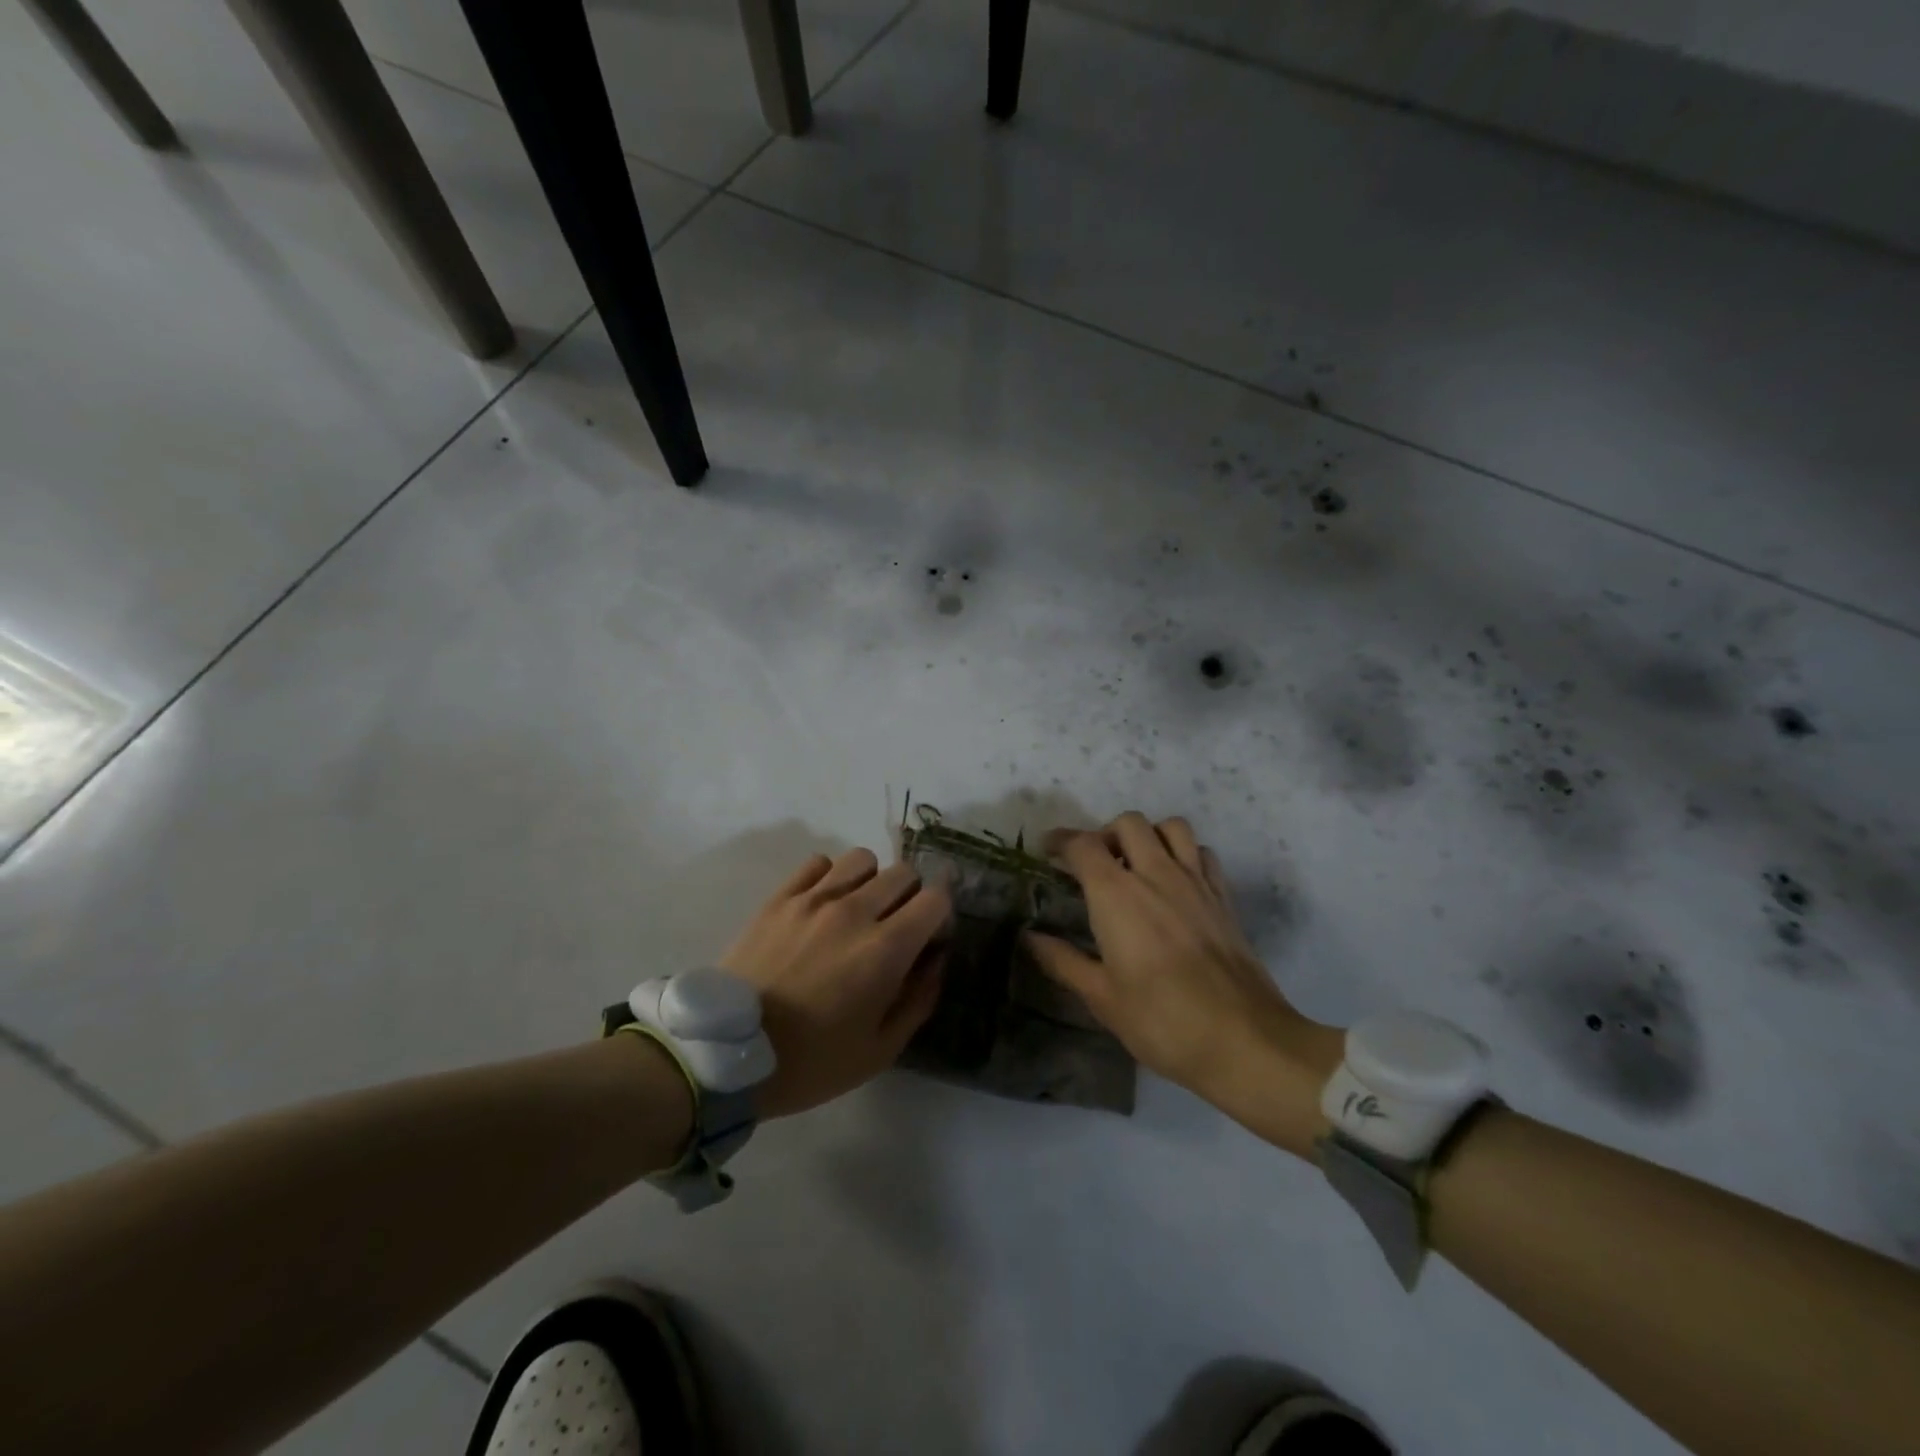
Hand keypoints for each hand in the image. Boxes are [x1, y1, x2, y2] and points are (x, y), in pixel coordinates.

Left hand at [720, 848, 949, 1117]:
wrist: (727, 1056)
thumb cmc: (811, 1062)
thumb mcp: (879, 1050)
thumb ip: (919, 1000)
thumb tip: (936, 960)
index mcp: (885, 950)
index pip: (936, 899)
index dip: (940, 916)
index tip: (929, 939)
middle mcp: (854, 912)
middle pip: (904, 873)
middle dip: (911, 897)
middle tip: (895, 928)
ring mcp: (813, 900)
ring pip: (862, 859)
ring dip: (871, 881)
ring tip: (858, 911)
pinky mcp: (780, 898)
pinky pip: (818, 863)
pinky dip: (830, 877)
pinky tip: (822, 905)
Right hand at [1025, 812, 1342, 1156]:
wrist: (1243, 1039)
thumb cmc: (1161, 1020)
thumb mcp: (1101, 997)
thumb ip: (1062, 961)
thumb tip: (1029, 937)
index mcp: (1117, 894)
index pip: (1083, 845)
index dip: (1061, 841)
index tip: (1048, 851)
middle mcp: (1156, 874)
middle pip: (1128, 823)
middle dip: (1104, 833)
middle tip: (1094, 863)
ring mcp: (1195, 881)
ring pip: (1171, 827)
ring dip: (1148, 835)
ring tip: (1137, 864)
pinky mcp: (1223, 897)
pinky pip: (1202, 853)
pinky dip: (1185, 854)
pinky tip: (1176, 882)